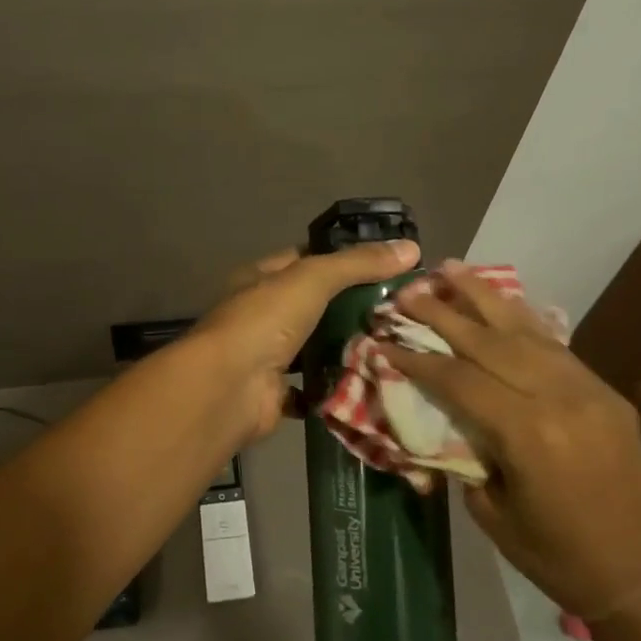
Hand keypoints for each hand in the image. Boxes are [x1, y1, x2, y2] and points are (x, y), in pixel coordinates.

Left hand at [190, 240, 419, 442]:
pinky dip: (336, 386)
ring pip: (315, 346)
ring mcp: (267, 355)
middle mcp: (261, 314)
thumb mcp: (312, 279)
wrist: (229, 389)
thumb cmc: (264, 321)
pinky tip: (372, 381)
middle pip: (314, 305)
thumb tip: (411, 247)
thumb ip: (357, 264)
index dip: (343, 260)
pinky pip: (313, 387)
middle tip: (400, 310)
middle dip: (352, 308)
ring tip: (396, 344)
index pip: (306, 260)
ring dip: (346, 347)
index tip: (385, 266)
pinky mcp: (276, 393)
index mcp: (261, 278)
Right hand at [385, 262, 640, 619]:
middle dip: (443, 313)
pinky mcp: (605, 391)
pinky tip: (499, 301)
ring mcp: (588, 389)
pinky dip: (520, 319)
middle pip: (489, 341)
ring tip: (450, 268)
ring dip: (483, 296)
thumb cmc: (555, 556)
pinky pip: (554, 344)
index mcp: (527, 433)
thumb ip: (463, 449)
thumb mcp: (489, 509)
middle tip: (408, 291)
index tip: (384, 339)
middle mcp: (558, 398)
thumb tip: (437, 410)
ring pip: (525, 329)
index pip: (459, 378)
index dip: (417, 358)